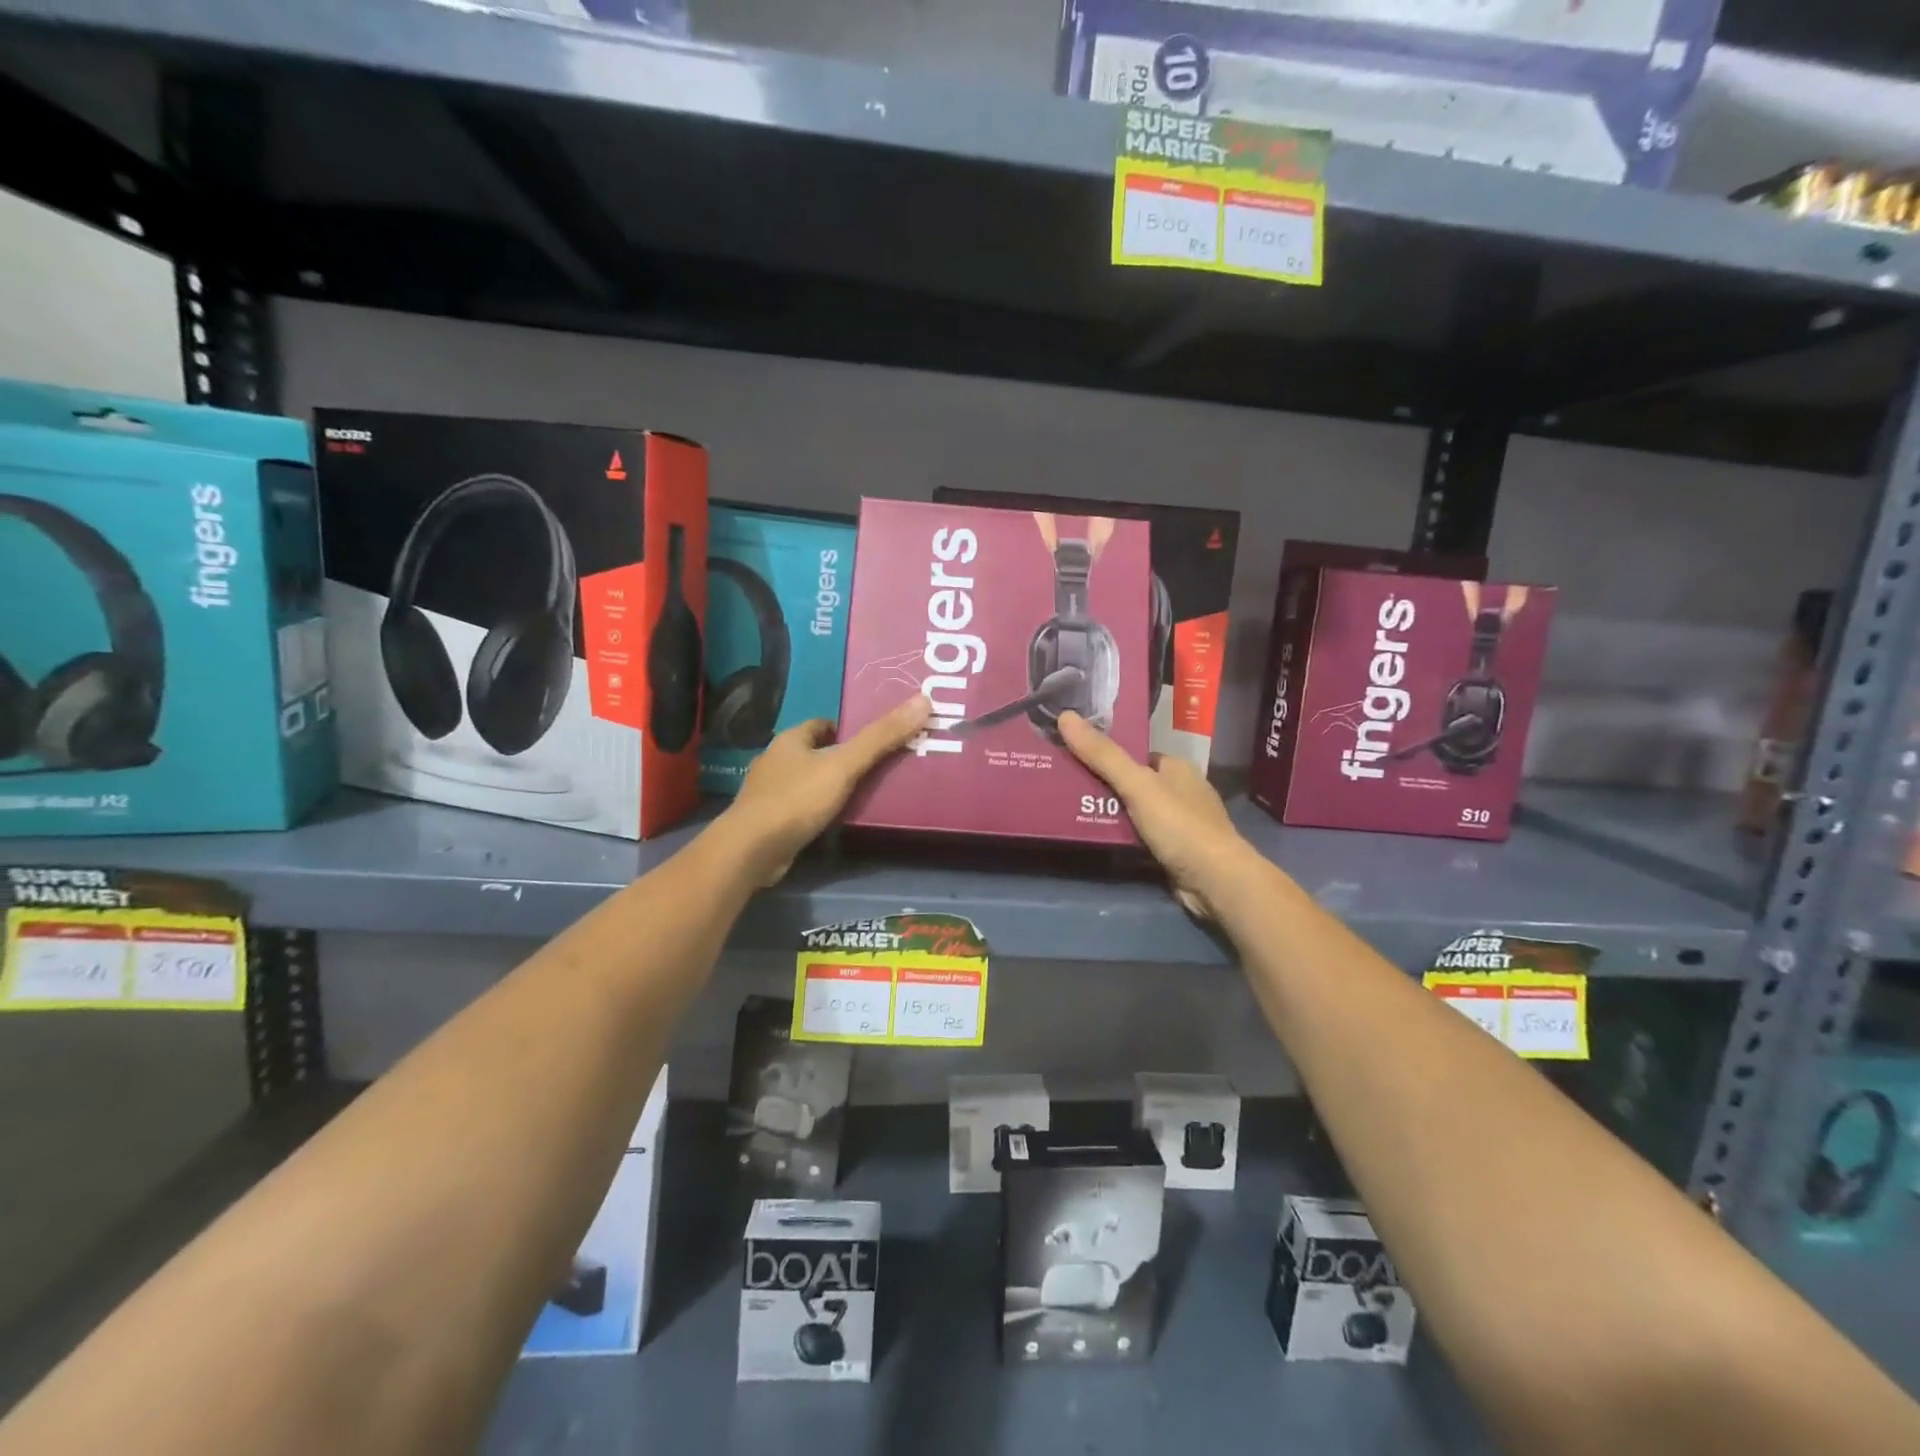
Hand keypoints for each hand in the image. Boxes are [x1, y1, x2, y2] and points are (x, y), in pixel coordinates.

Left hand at [721, 696, 931, 885]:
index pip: (821, 725)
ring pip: (804, 781)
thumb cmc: (798, 799)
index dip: (846, 730)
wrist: (752, 849)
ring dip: (826, 786)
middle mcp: (775, 761)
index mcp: (790, 740)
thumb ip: (881, 737)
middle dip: (838, 758)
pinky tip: (832, 822)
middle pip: (813, 752)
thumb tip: (922, 701)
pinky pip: (797, 808)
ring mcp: (767, 792)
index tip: (871, 743)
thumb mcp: (845, 766)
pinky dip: (814, 810)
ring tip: (858, 797)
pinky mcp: (767, 821)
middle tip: (873, 770)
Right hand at [1057, 711, 1252, 919]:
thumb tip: (1066, 716)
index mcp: (1177, 768)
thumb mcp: (1138, 785)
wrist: (1216, 882)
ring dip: (1108, 814)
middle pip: (1132, 784)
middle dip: (1102, 786)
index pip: (1136, 755)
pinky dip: (1120, 838)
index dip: (1106, 754)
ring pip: (1134, 813)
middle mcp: (1180, 792)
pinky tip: (1094, 839)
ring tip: (1068, 811)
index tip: (1072, 755)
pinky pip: (1139, 838)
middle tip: (1063, 786)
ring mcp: (1179, 824)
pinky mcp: (1174, 852)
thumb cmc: (1180, 825)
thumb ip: (1103, 755)